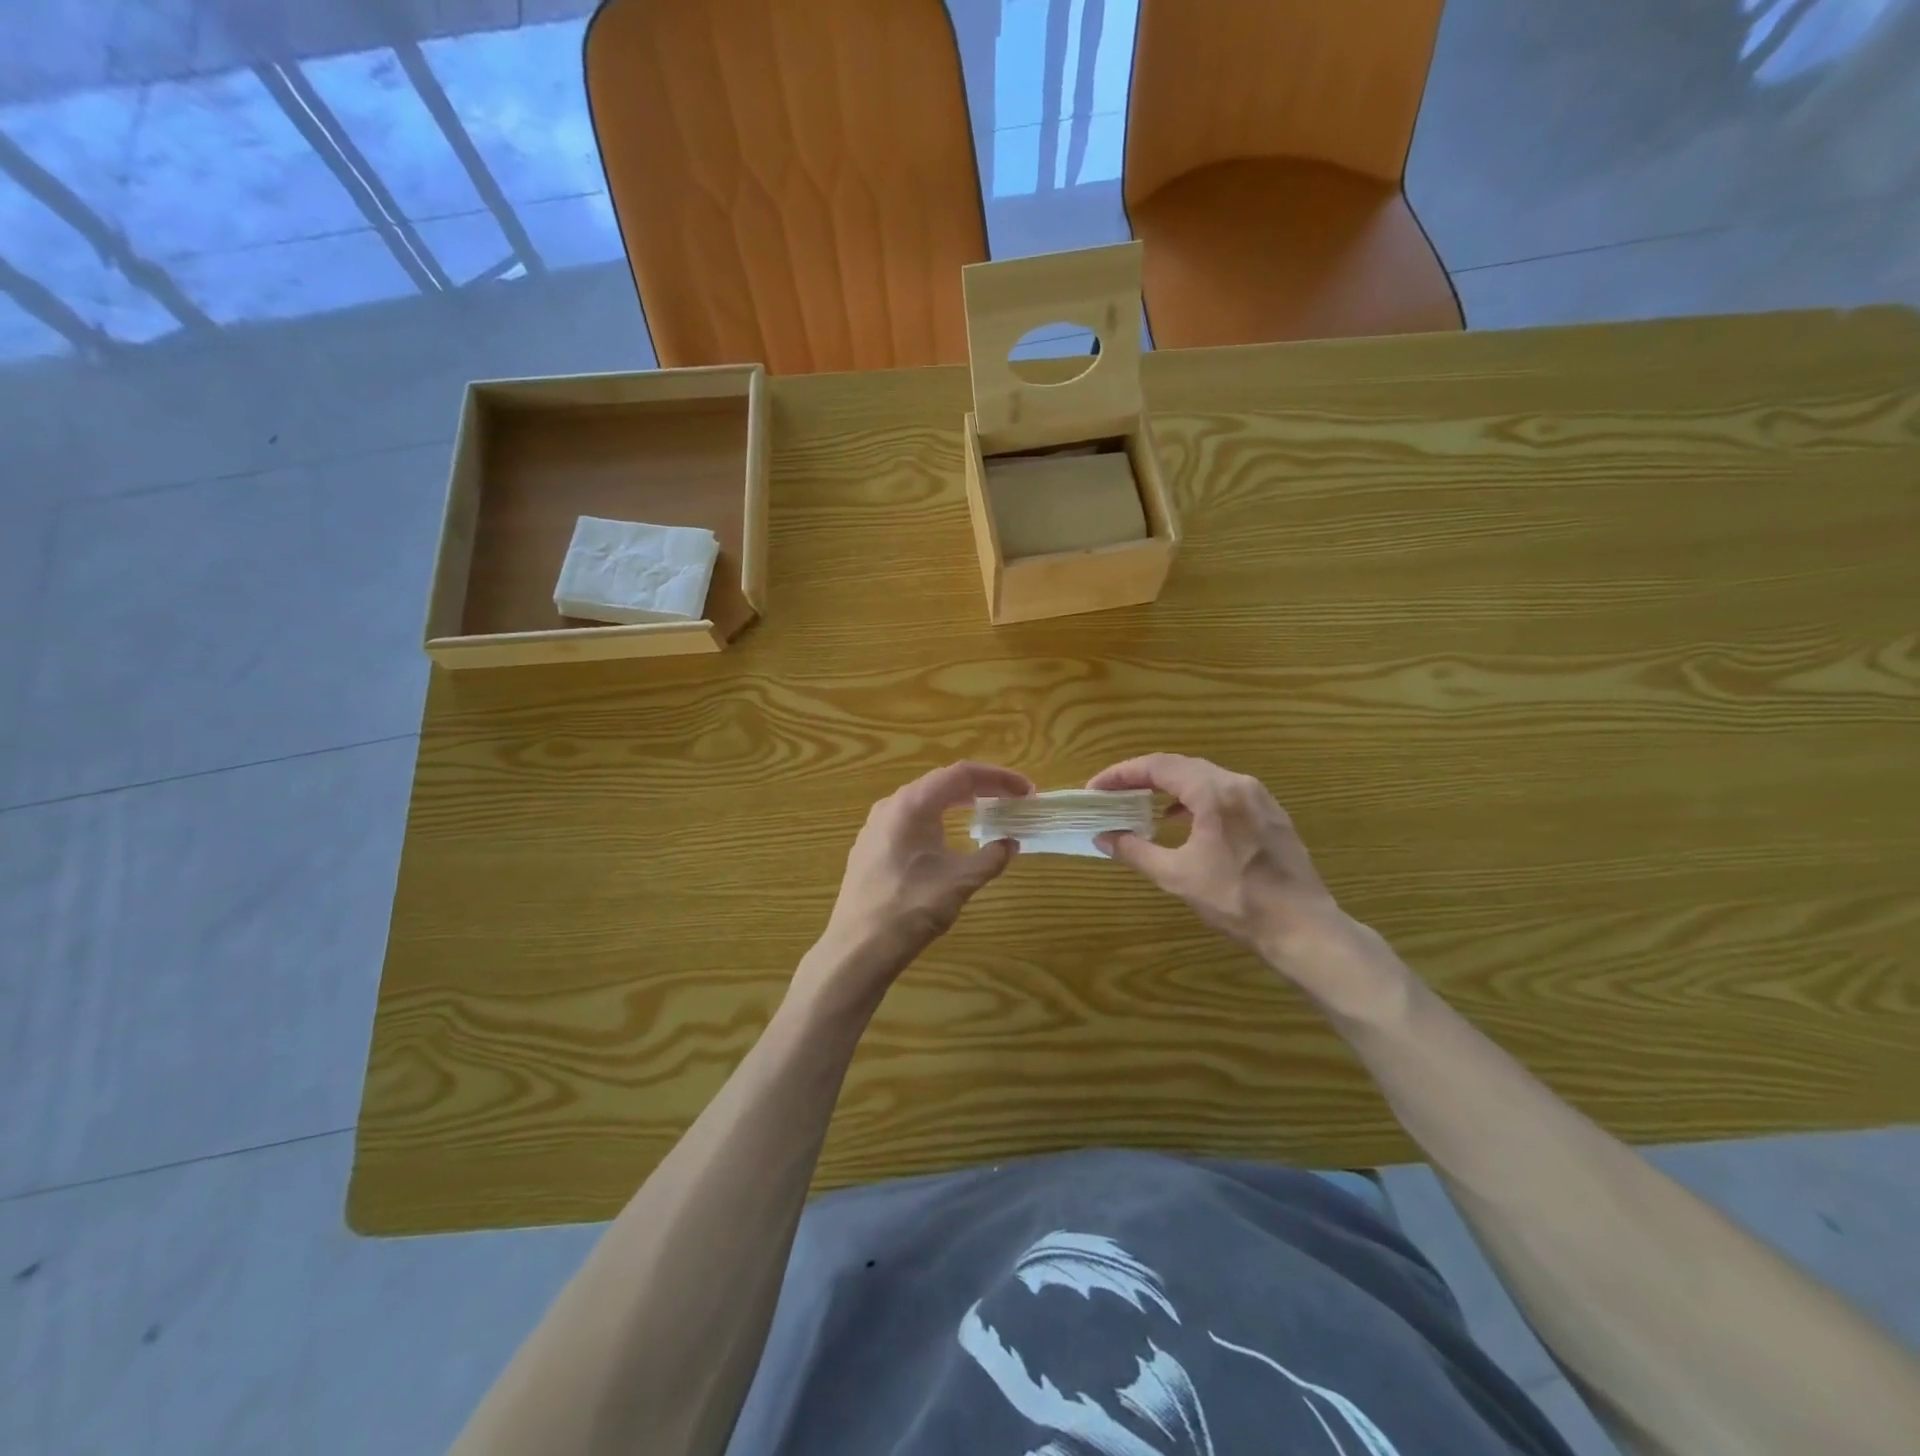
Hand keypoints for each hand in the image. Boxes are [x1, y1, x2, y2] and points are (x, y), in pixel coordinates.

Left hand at [803, 761, 1032, 1010]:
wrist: (858, 947)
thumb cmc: (912, 908)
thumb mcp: (961, 881)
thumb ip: (991, 857)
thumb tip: (1010, 844)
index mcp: (914, 804)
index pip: (962, 774)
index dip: (999, 777)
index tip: (1026, 790)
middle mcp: (891, 805)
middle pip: (941, 782)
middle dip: (979, 787)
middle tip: (1010, 799)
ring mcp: (875, 825)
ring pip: (922, 800)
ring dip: (956, 801)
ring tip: (983, 810)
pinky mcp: (869, 846)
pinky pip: (908, 818)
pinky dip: (935, 818)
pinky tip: (946, 836)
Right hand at [1088, 754, 1395, 1009]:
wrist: (1303, 927)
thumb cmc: (1236, 900)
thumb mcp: (1176, 876)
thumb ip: (1135, 851)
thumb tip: (1102, 838)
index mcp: (1214, 792)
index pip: (1158, 766)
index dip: (1122, 773)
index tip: (1096, 788)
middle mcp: (1238, 784)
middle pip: (1181, 766)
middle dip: (1143, 777)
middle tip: (1113, 793)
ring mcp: (1259, 797)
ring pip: (1204, 777)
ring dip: (1170, 787)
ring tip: (1142, 805)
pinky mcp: (1271, 814)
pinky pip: (1224, 793)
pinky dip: (1195, 799)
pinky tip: (1184, 823)